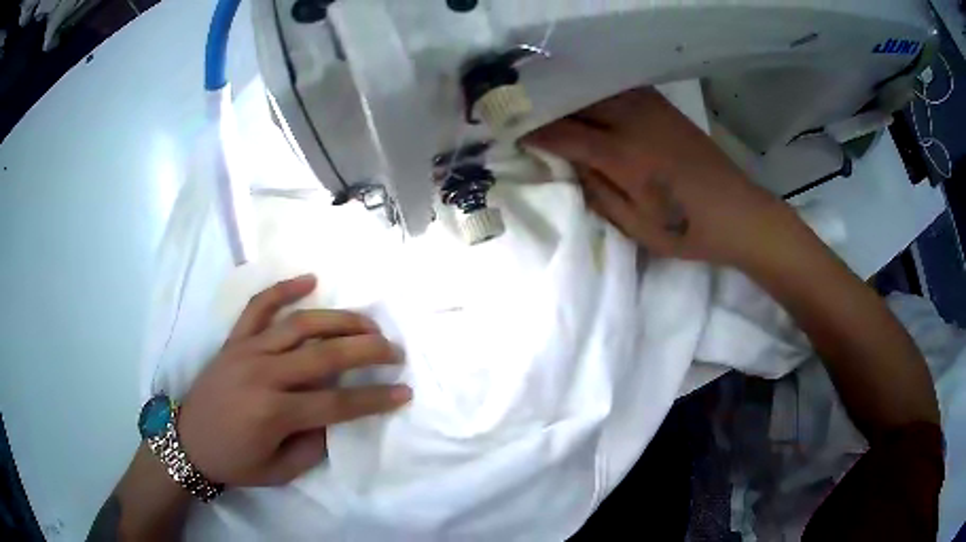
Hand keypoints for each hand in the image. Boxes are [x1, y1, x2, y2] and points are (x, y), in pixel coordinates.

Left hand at [176, 274, 411, 486]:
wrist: (187, 441)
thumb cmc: (234, 461)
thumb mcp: (280, 471)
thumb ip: (314, 445)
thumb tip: (338, 418)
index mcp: (274, 413)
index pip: (337, 404)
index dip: (375, 398)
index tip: (404, 391)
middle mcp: (263, 375)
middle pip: (325, 356)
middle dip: (367, 351)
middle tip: (394, 350)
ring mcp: (247, 350)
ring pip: (300, 325)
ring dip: (339, 320)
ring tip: (368, 322)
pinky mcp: (234, 339)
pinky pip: (259, 306)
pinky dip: (284, 289)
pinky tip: (310, 279)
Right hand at [523, 87, 789, 267]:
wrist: (739, 213)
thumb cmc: (688, 230)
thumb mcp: (635, 226)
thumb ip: (597, 191)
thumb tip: (572, 163)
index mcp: (624, 156)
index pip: (564, 134)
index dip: (535, 131)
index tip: (511, 130)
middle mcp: (633, 122)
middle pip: (578, 102)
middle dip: (548, 106)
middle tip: (524, 111)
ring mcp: (652, 109)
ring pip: (599, 89)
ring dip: (572, 94)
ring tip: (551, 101)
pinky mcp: (665, 107)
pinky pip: (622, 89)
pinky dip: (600, 90)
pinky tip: (592, 98)